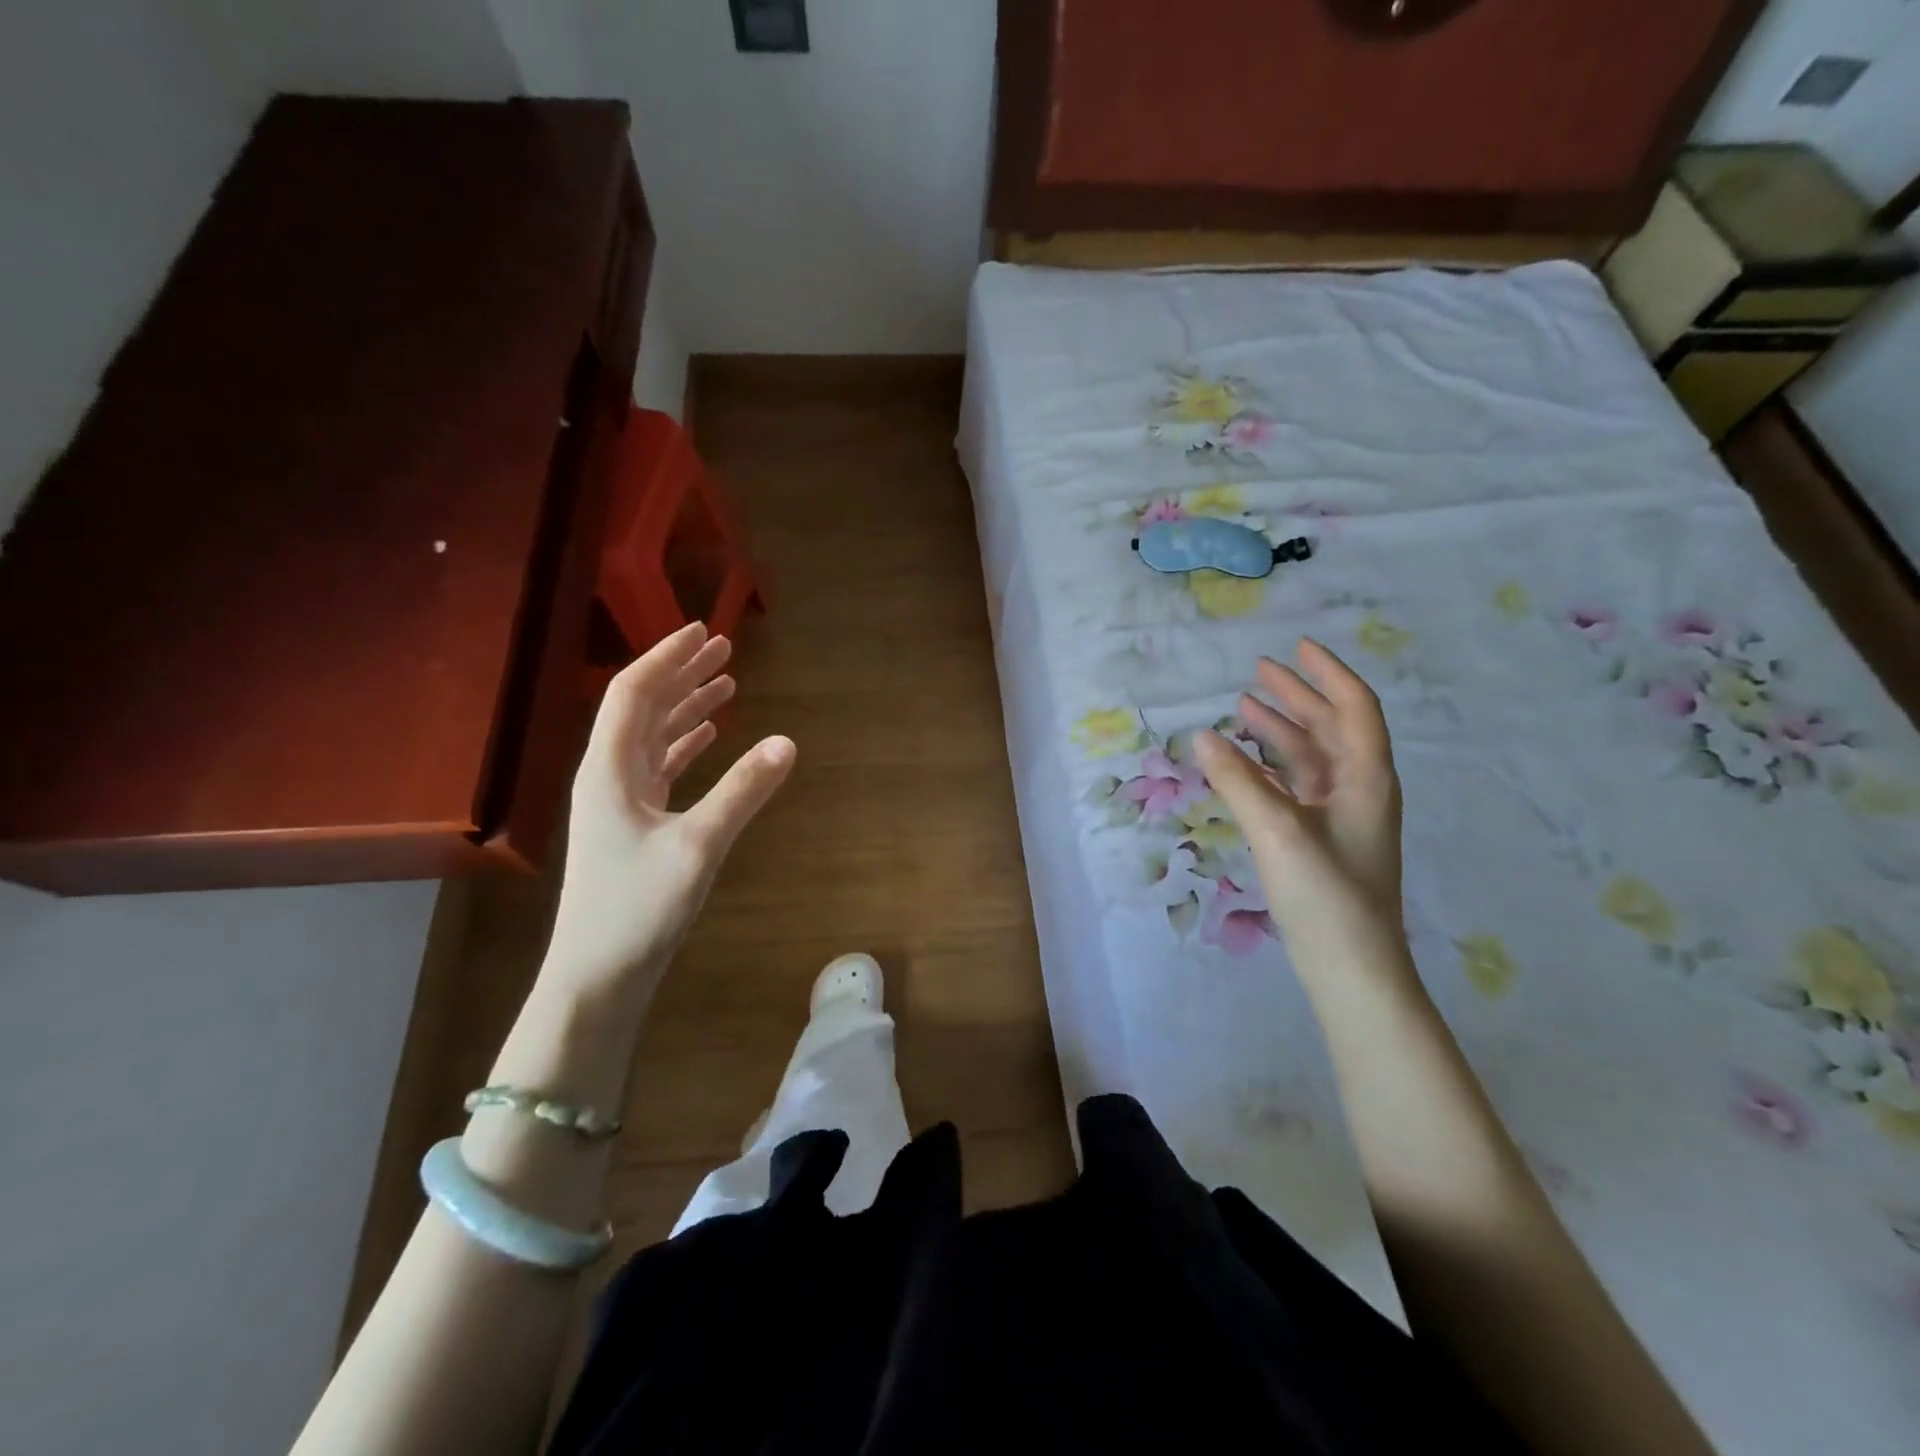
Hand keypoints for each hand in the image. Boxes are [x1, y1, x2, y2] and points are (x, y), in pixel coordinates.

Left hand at [542, 623, 794, 1006]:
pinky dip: (685, 745)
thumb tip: (787, 742)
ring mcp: (618, 802)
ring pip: (652, 737)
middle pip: (643, 708)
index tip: (704, 632)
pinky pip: (659, 768)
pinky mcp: (632, 825)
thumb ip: (743, 791)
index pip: (634, 693)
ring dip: (686, 707)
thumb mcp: (698, 846)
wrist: (597, 978)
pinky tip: (709, 737)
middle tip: (724, 649)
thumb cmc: (638, 910)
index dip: (668, 657)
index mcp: (609, 770)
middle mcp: (608, 775)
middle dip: (682, 674)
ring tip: (725, 684)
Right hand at [1194, 639, 1402, 957]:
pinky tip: (1244, 760)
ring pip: (1311, 756)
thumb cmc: (1325, 894)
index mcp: (1365, 778)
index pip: (1354, 708)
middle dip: (1298, 695)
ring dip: (1281, 728)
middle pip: (1331, 727)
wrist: (1351, 967)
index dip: (1328, 673)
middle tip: (1259, 670)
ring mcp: (1341, 815)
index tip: (1297, 646)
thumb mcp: (1277, 831)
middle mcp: (1358, 788)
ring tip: (1244, 705)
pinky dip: (1271, 764)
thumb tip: (1201, 735)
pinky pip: (1296, 784)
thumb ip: (1238, 780)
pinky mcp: (1321, 837)